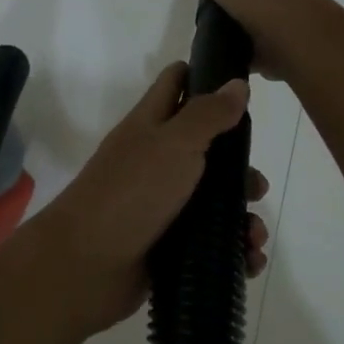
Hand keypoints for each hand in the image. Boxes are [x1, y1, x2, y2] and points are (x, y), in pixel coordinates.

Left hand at [34, 63, 270, 338]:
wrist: (86, 265)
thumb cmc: (131, 193)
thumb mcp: (173, 143)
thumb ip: (207, 114)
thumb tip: (237, 83)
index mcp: (151, 127)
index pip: (177, 85)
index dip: (207, 78)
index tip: (246, 88)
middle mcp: (156, 164)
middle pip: (208, 152)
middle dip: (240, 169)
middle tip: (256, 187)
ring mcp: (162, 207)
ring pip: (214, 205)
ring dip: (242, 219)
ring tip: (254, 236)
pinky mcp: (169, 247)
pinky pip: (210, 246)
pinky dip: (233, 252)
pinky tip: (249, 260)